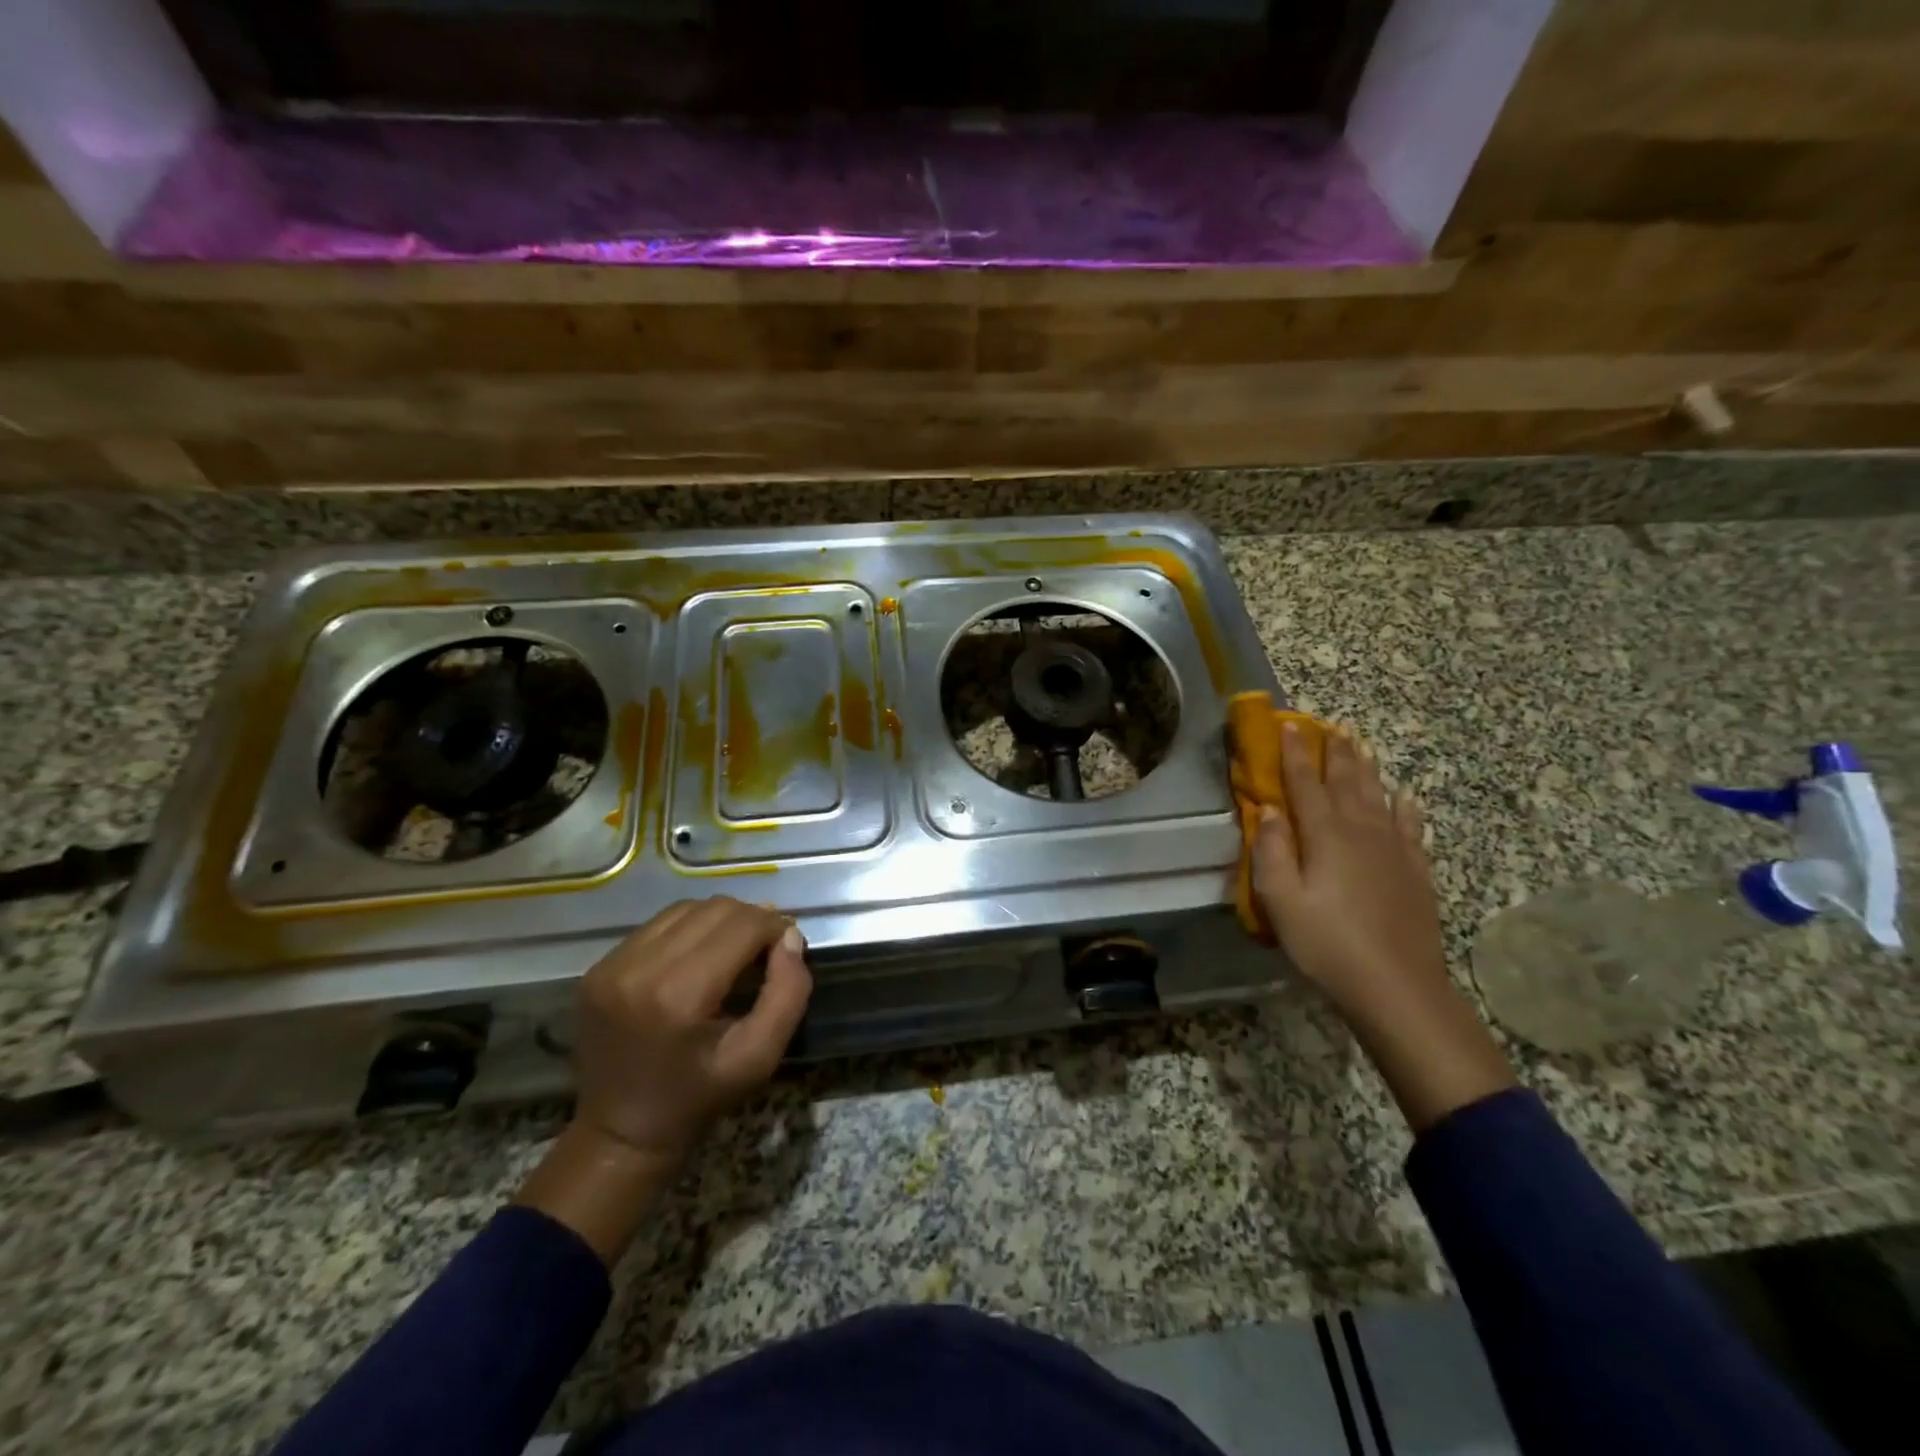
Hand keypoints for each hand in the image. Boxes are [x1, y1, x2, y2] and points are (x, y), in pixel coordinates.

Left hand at [515, 898, 810, 1263]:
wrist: (622, 1132)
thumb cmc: (699, 1097)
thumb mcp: (760, 1057)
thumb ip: (788, 993)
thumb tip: (790, 937)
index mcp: (680, 995)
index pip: (742, 925)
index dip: (774, 926)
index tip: (788, 944)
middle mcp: (639, 968)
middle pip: (714, 908)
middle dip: (750, 919)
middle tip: (765, 946)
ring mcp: (611, 965)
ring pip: (685, 909)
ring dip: (718, 920)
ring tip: (733, 948)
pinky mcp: (598, 967)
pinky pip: (656, 926)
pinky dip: (687, 931)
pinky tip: (697, 956)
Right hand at [1251, 724, 1444, 1014]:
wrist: (1397, 986)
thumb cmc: (1327, 944)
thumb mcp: (1281, 901)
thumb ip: (1271, 851)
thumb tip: (1268, 810)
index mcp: (1325, 836)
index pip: (1305, 784)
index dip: (1295, 753)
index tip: (1289, 724)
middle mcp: (1362, 831)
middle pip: (1346, 782)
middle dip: (1335, 752)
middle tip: (1330, 725)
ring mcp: (1394, 850)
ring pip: (1378, 796)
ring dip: (1366, 769)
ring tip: (1361, 745)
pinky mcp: (1416, 872)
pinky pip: (1411, 827)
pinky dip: (1406, 807)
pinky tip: (1405, 797)